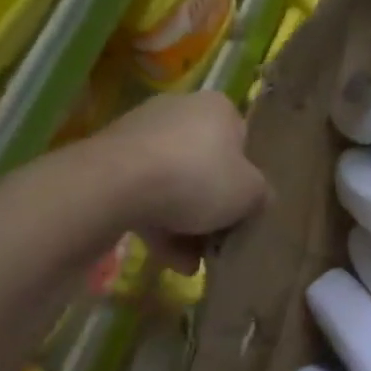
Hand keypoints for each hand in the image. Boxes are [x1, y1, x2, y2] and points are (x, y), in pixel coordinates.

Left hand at [97, 93, 268, 257]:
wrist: (116, 185)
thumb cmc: (198, 178)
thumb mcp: (250, 193)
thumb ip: (261, 194)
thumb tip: (258, 198)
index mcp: (217, 108)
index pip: (241, 141)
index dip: (245, 178)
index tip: (242, 208)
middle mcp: (179, 109)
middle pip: (205, 165)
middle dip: (211, 207)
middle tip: (217, 240)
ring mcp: (140, 133)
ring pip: (173, 182)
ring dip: (184, 223)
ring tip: (190, 263)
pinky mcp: (109, 159)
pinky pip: (143, 192)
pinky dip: (156, 222)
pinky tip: (166, 258)